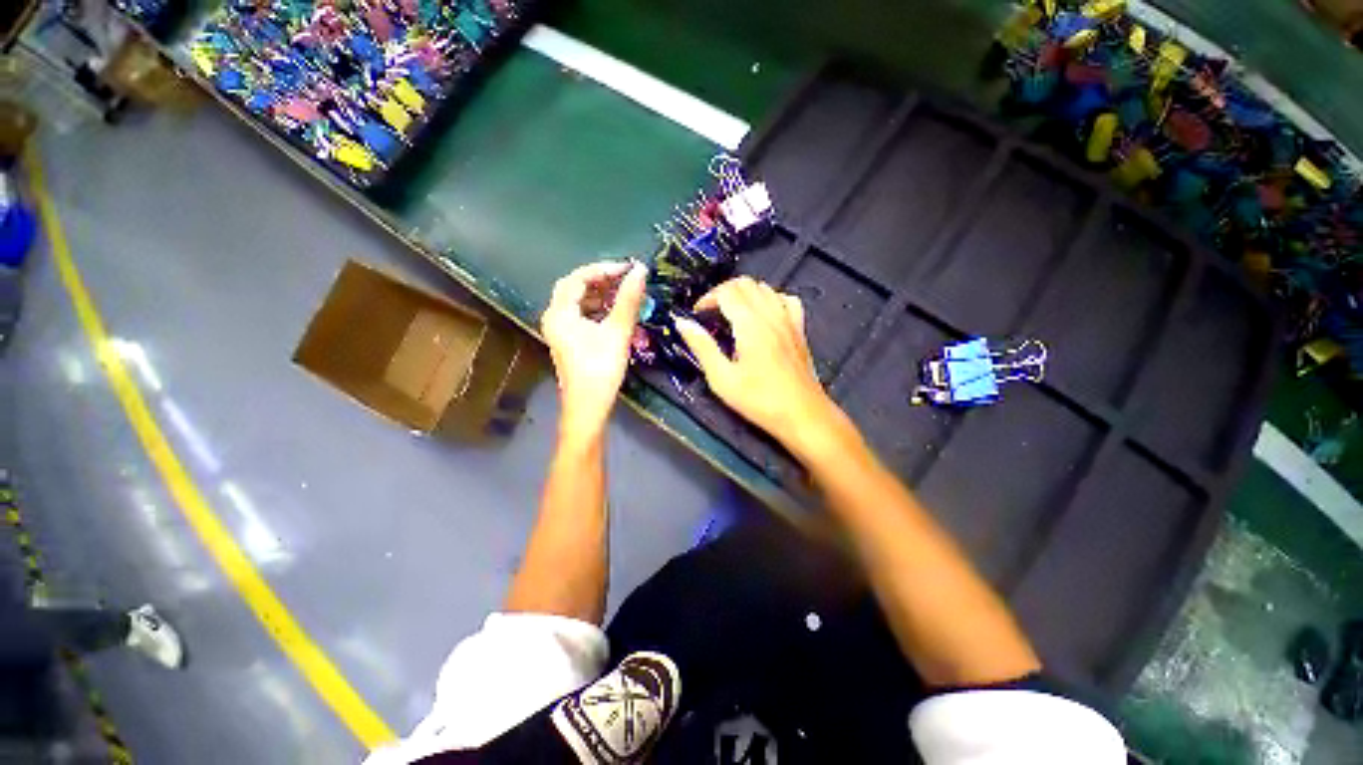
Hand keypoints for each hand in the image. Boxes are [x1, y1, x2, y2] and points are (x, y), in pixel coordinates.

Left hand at [542, 260, 646, 437]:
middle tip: (625, 278)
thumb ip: (628, 300)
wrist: (589, 406)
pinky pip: (580, 315)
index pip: (578, 278)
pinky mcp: (568, 341)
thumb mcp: (617, 331)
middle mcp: (554, 317)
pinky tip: (614, 311)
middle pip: (575, 288)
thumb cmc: (601, 368)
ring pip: (578, 302)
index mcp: (560, 312)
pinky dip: (597, 308)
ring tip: (623, 292)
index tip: (628, 268)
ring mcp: (560, 330)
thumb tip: (641, 271)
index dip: (604, 269)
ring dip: (599, 294)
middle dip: (600, 280)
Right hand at [674, 277, 842, 453]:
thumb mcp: (722, 378)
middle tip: (711, 313)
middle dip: (723, 292)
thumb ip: (702, 347)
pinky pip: (786, 300)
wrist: (802, 415)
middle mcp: (771, 315)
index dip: (708, 298)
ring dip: (745, 293)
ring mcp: (789, 320)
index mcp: (750, 324)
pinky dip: (771, 299)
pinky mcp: (799, 330)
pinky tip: (764, 315)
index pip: (727, 292)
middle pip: (746, 284)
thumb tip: (682, 323)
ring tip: (733, 313)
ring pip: (766, 288)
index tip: (697, 314)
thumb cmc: (760, 400)